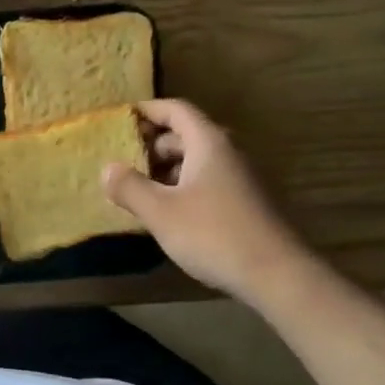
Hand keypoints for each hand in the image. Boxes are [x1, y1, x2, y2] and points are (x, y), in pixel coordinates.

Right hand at [102, 99, 310, 306]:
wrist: (276, 275)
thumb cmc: (213, 234)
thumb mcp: (160, 212)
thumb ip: (130, 187)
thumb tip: (108, 168)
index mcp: (209, 143)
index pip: (176, 110)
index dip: (147, 111)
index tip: (120, 119)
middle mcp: (228, 153)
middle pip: (186, 134)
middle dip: (152, 144)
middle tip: (122, 160)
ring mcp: (240, 178)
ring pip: (196, 160)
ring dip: (166, 169)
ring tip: (138, 188)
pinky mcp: (245, 203)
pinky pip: (207, 181)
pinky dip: (182, 186)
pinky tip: (166, 212)